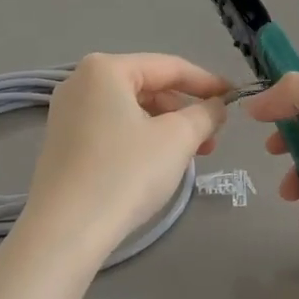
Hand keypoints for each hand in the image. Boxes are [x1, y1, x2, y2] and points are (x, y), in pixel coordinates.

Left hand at [22, 54, 230, 265]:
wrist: (66, 231)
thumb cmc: (125, 173)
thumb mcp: (177, 139)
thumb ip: (205, 114)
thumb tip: (217, 106)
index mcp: (105, 69)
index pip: (169, 66)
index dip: (207, 82)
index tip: (235, 98)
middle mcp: (80, 82)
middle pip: (147, 87)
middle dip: (184, 110)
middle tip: (213, 137)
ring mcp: (67, 113)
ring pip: (131, 110)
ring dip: (166, 128)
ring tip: (192, 155)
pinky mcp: (63, 144)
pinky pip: (112, 129)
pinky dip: (141, 140)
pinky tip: (158, 164)